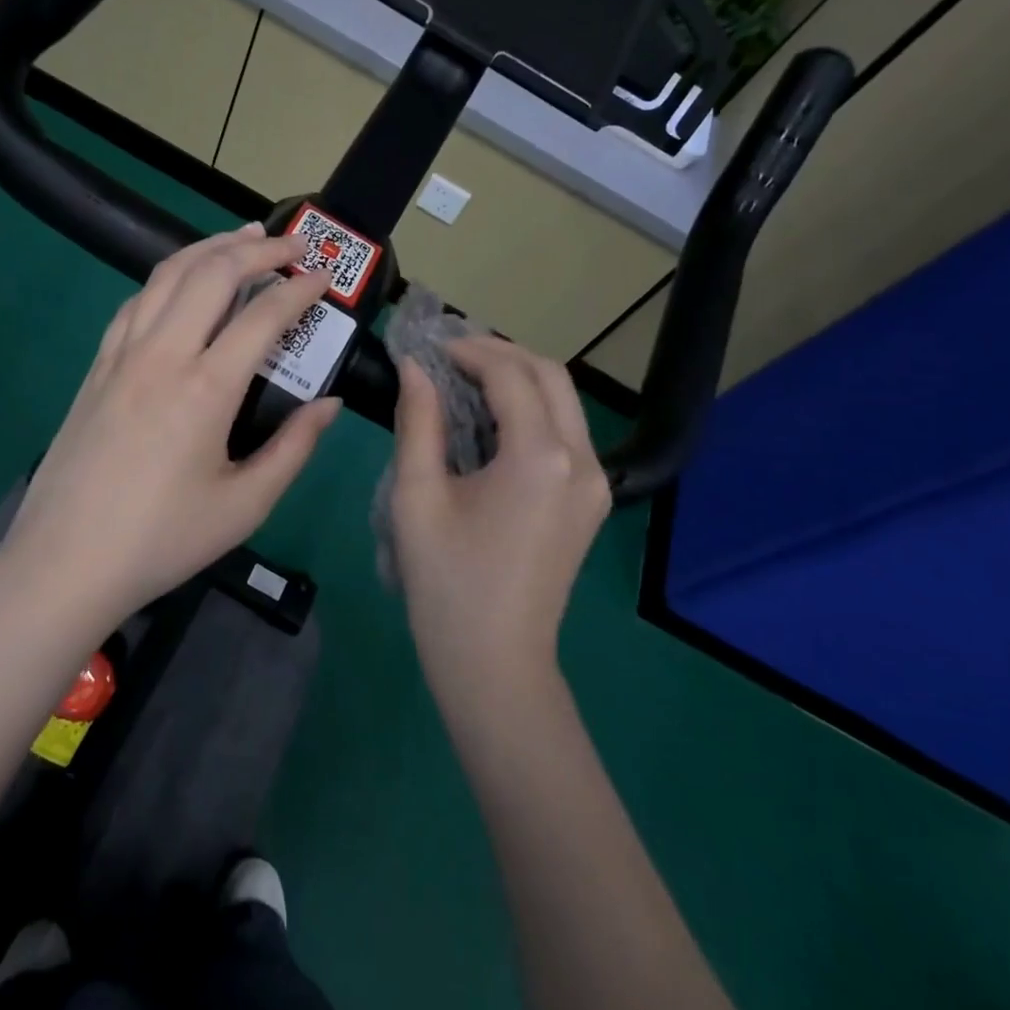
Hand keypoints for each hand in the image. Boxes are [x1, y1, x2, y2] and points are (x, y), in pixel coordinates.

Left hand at [0, 224, 339, 623]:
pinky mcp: (96, 367)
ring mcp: (121, 356)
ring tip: (241, 238)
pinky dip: (167, 278)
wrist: (65, 563)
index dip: (300, 290)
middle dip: (258, 249)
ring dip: (209, 248)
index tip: (325, 278)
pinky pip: (135, 302)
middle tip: (293, 244)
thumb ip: (294, 448)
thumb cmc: (162, 539)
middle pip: (212, 274)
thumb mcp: (245, 506)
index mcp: (205, 389)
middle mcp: (162, 356)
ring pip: (166, 276)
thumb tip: (329, 404)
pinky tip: (181, 282)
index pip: (263, 316)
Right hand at [389, 337, 610, 696]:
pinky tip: (493, 421)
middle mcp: (582, 460)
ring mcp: (596, 482)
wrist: (495, 662)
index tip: (430, 346)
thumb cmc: (446, 583)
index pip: (510, 374)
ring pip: (565, 401)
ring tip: (467, 379)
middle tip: (451, 355)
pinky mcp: (592, 500)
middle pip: (551, 375)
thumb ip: (418, 421)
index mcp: (540, 457)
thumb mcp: (417, 496)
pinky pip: (567, 432)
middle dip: (501, 354)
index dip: (469, 350)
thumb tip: (414, 368)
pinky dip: (533, 410)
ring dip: (519, 379)